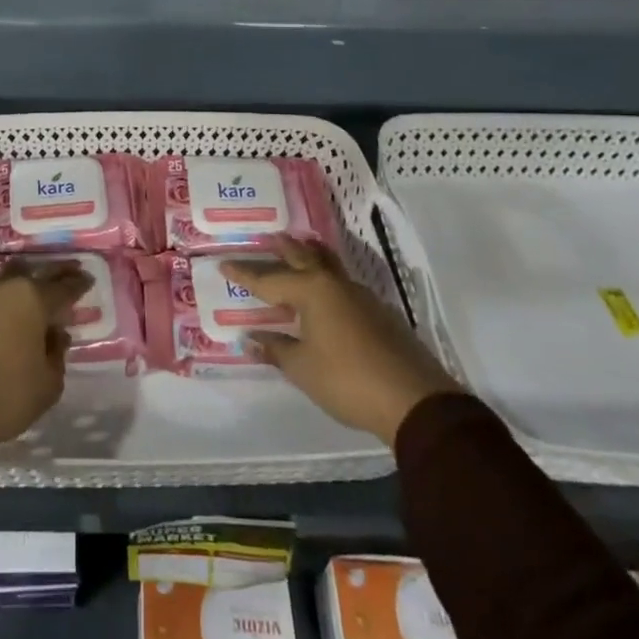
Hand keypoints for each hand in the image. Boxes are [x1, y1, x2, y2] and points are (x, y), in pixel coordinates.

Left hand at [0, 260, 89, 462]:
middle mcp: (5, 288)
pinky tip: (2, 319)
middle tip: (65, 276)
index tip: (87, 280)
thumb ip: (56, 356)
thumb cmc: (3, 396)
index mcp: (33, 299)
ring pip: (6, 283)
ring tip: (31, 300)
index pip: (63, 287)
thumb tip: (55, 336)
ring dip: (20, 288)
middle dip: (51, 275)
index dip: (78, 284)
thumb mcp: (46, 386)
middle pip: (33, 273)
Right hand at [223, 238, 456, 444]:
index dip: (245, 274)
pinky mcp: (380, 314)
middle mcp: (335, 285)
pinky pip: (345, 286)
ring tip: (301, 249)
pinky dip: (329, 281)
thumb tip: (249, 338)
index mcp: (312, 291)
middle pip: (305, 258)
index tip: (224, 264)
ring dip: (312, 257)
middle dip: (285, 249)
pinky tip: (329, 294)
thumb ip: (275, 349)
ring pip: (330, 267)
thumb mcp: (302, 368)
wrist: (414, 401)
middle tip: (270, 236)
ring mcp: (362, 297)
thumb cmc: (347, 380)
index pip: (269, 280)